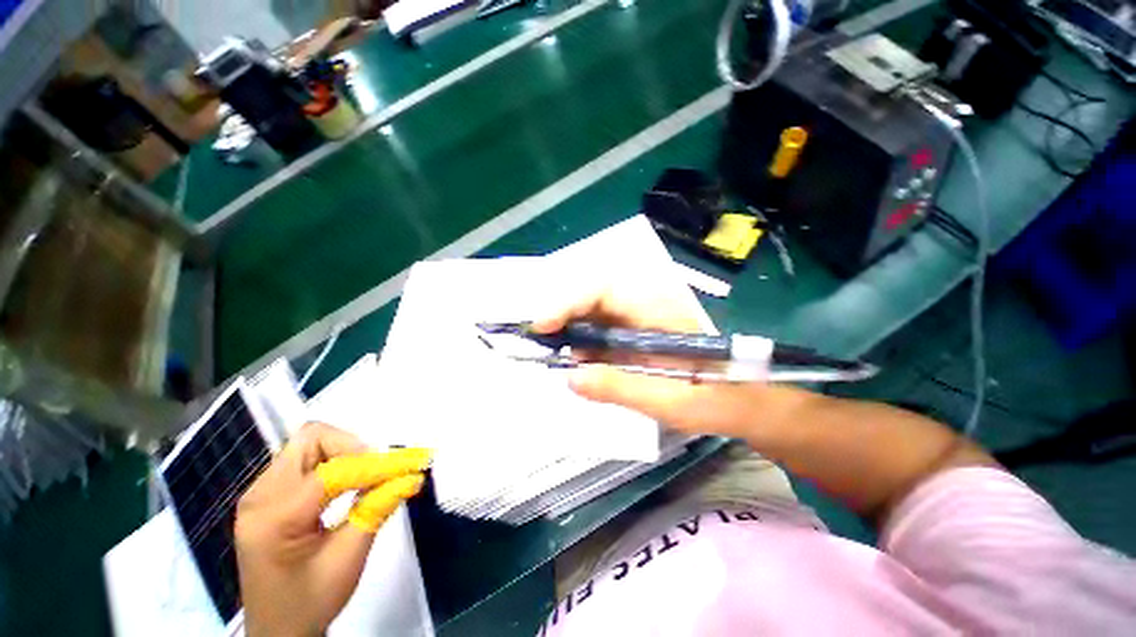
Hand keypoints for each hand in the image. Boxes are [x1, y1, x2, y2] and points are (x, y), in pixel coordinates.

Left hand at [235, 422, 428, 636]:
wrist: (277, 630)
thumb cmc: (310, 601)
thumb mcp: (348, 559)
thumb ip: (377, 509)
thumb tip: (412, 476)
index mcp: (275, 517)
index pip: (334, 470)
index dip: (377, 464)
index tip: (411, 463)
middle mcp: (260, 495)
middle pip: (312, 439)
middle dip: (354, 448)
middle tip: (380, 471)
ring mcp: (259, 493)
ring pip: (309, 444)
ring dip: (345, 454)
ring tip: (367, 478)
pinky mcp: (267, 495)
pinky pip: (304, 460)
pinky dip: (334, 463)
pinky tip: (347, 485)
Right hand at [534, 285, 812, 440]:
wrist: (744, 401)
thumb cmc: (718, 399)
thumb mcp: (670, 401)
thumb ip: (621, 387)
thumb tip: (570, 377)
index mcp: (661, 312)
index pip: (606, 291)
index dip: (569, 303)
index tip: (541, 326)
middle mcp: (649, 305)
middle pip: (595, 296)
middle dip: (563, 315)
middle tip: (541, 342)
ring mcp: (644, 317)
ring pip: (596, 310)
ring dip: (571, 329)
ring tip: (555, 353)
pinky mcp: (640, 331)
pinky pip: (603, 327)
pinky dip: (584, 341)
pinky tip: (580, 360)